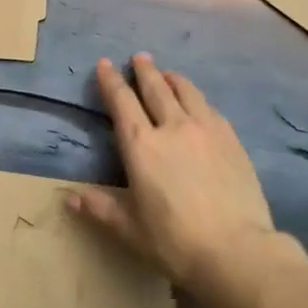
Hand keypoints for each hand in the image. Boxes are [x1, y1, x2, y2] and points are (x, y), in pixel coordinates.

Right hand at [67, 53, 276, 293]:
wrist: (237, 250)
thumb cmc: (175, 242)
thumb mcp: (130, 230)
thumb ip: (101, 209)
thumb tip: (70, 198)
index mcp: (141, 146)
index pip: (122, 102)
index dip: (111, 81)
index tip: (105, 64)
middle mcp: (172, 127)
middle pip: (156, 88)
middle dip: (144, 70)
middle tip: (139, 57)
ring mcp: (206, 130)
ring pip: (187, 91)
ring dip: (173, 78)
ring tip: (167, 73)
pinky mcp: (232, 139)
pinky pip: (210, 108)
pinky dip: (197, 98)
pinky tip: (199, 103)